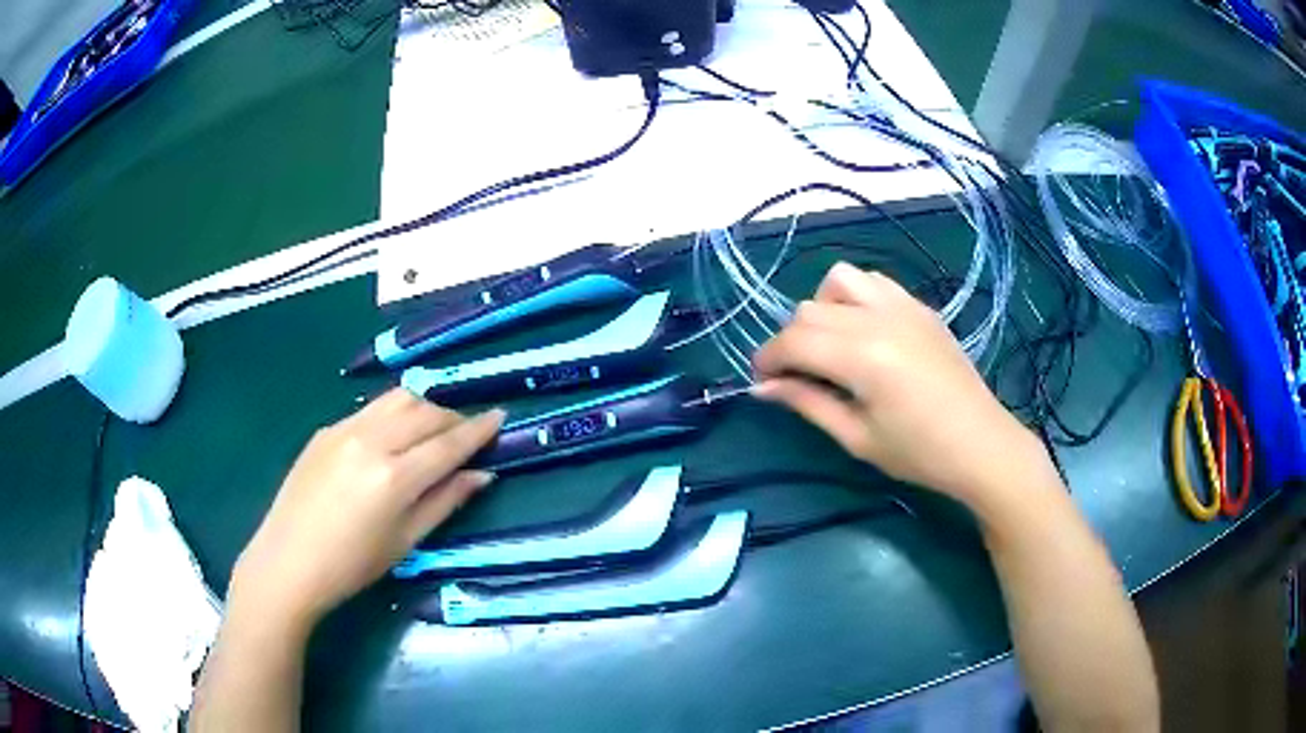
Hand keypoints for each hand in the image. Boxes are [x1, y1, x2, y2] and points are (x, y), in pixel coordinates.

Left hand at [230, 389, 503, 628]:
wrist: (287, 563)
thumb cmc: (351, 566)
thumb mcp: (405, 542)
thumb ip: (445, 502)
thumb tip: (481, 475)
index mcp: (394, 477)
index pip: (448, 443)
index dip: (478, 430)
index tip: (501, 417)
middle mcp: (370, 442)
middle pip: (424, 412)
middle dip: (453, 418)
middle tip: (467, 434)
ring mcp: (343, 430)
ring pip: (396, 399)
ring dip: (424, 408)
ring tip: (434, 429)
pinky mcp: (325, 430)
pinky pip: (370, 410)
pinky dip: (393, 414)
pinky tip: (393, 438)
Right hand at [753, 263, 1043, 505]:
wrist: (981, 444)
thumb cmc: (919, 453)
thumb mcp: (857, 437)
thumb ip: (807, 403)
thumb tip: (762, 388)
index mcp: (862, 356)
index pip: (793, 340)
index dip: (767, 359)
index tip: (762, 382)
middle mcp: (879, 317)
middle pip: (810, 309)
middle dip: (790, 341)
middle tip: (796, 377)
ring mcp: (903, 306)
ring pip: (840, 280)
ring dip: (823, 308)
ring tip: (831, 345)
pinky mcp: (920, 307)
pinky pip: (874, 282)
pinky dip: (856, 298)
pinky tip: (864, 332)